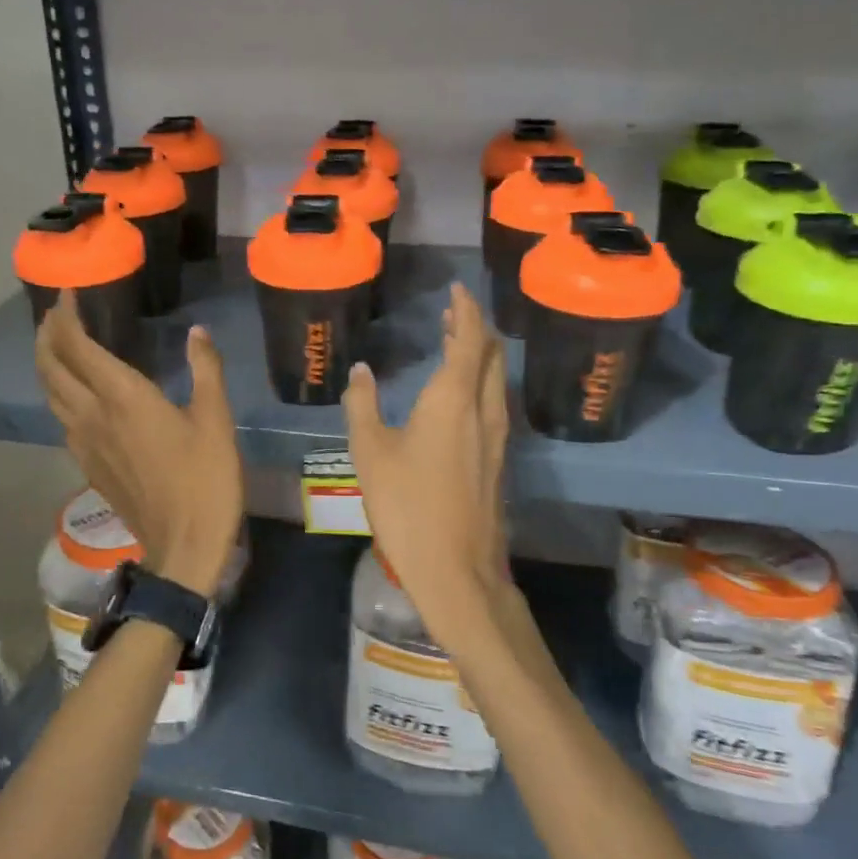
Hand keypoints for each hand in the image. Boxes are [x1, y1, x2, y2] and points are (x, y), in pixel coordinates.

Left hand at [35, 295, 242, 596]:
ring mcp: (83, 443)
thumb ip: (205, 370)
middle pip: (50, 367)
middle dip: (47, 335)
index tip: (69, 294)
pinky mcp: (88, 464)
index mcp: (122, 398)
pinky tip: (78, 393)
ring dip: (48, 363)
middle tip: (57, 314)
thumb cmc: (205, 479)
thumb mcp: (216, 420)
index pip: (76, 346)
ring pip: (50, 394)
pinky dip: (60, 393)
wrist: (183, 545)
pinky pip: (61, 418)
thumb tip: (198, 332)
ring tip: (60, 345)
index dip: (66, 316)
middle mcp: (92, 415)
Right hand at [343, 283, 510, 643]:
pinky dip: (479, 382)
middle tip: (452, 312)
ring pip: (495, 380)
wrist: (456, 569)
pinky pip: (493, 403)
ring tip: (454, 343)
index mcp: (453, 399)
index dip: (465, 310)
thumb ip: (362, 405)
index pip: (469, 339)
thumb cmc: (407, 505)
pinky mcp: (497, 460)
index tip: (457, 289)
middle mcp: (483, 410)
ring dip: (478, 355)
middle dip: (474, 327)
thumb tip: (360, 370)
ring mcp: (496, 437)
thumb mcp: (370, 452)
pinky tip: (459, 395)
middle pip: (489, 355)